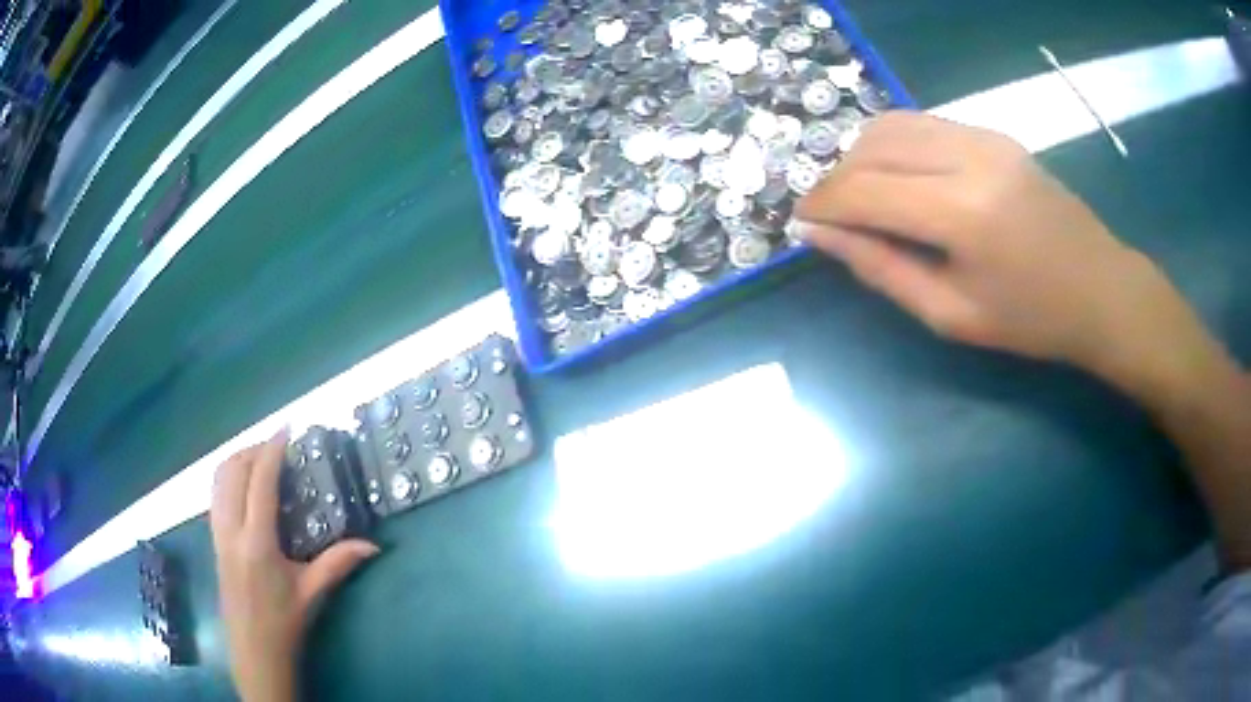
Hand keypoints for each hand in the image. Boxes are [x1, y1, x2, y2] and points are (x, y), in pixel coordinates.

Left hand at [211, 429, 378, 701]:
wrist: (254, 653)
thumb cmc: (284, 624)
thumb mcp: (312, 594)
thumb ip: (339, 563)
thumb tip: (373, 545)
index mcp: (257, 542)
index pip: (260, 483)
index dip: (272, 451)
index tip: (286, 429)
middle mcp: (231, 531)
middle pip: (233, 471)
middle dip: (254, 449)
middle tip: (278, 446)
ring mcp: (218, 534)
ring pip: (218, 481)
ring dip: (237, 460)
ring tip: (261, 459)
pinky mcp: (213, 541)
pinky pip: (216, 495)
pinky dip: (228, 478)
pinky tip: (245, 486)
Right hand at [794, 112, 1209, 391]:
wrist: (1103, 290)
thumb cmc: (1033, 321)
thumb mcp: (952, 315)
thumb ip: (882, 269)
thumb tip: (820, 235)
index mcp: (962, 214)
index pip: (865, 192)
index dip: (822, 205)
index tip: (800, 222)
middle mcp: (969, 158)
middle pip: (872, 146)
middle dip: (836, 177)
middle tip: (830, 215)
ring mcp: (983, 136)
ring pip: (893, 124)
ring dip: (862, 155)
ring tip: (861, 196)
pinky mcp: (992, 132)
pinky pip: (923, 125)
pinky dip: (895, 146)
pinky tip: (900, 179)